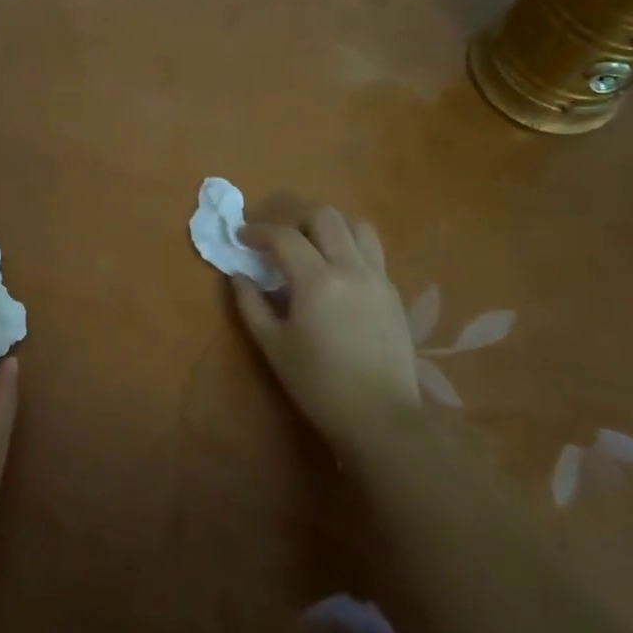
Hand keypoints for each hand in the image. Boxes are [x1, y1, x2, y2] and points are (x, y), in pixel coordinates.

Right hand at [233, 196, 418, 450]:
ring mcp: (377, 277)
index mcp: (317, 281)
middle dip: (294, 219)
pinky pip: (371, 251)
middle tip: (276, 238)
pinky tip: (335, 270)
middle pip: (324, 217)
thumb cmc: (318, 383)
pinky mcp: (393, 291)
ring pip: (355, 226)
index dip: (258, 231)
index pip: (284, 236)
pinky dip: (349, 246)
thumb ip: (250, 304)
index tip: (242, 237)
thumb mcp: (273, 345)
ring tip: (310, 246)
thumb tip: (239, 275)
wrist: (380, 415)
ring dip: (328, 227)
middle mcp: (351, 268)